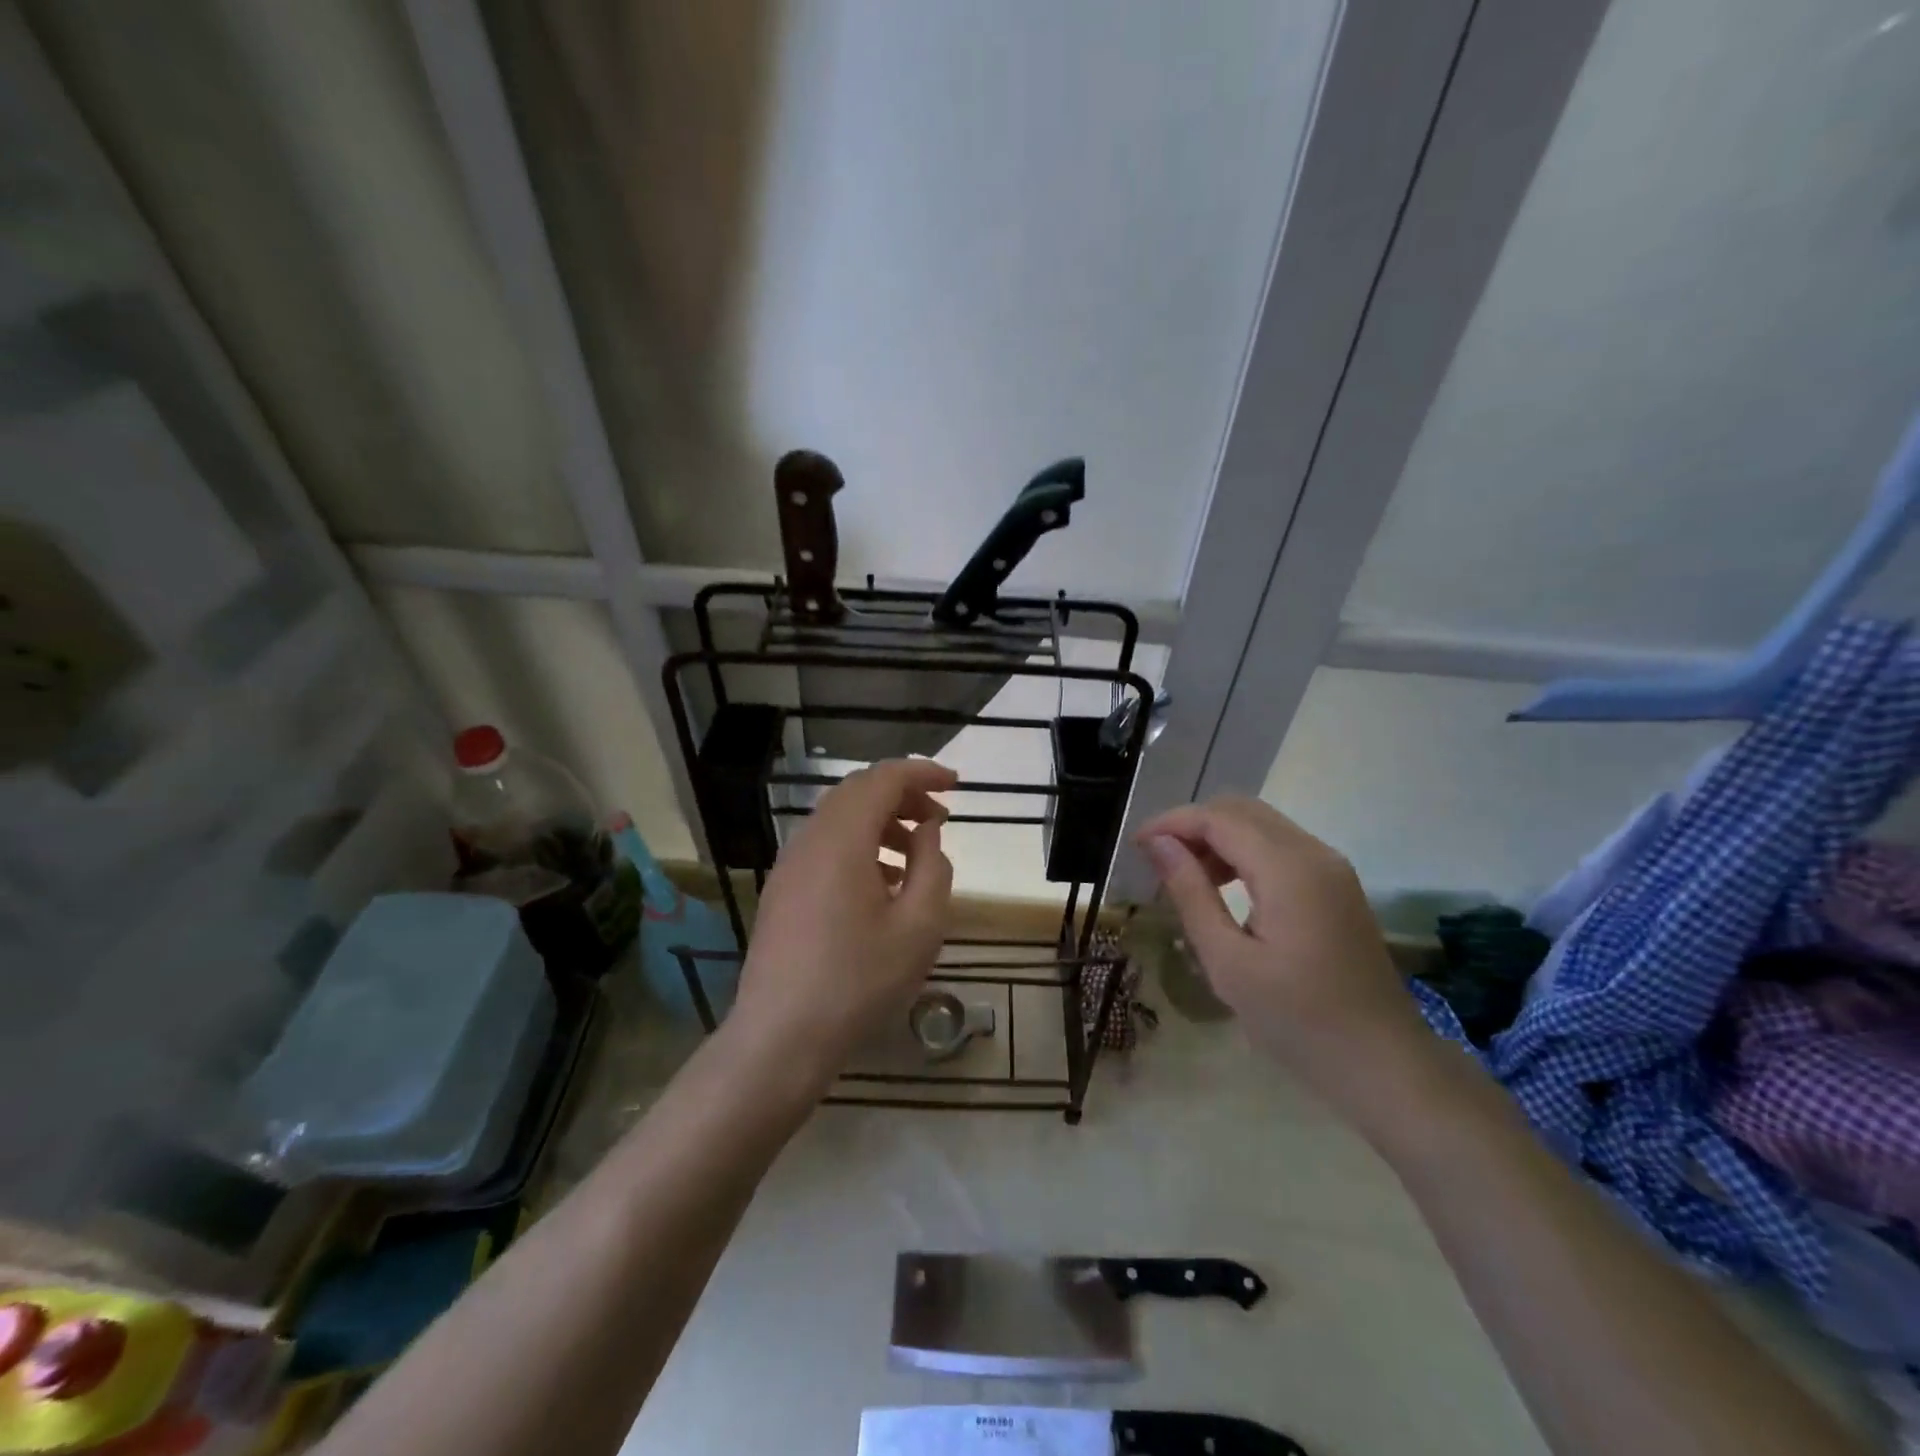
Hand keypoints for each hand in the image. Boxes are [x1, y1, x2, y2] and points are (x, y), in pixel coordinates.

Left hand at [730, 759, 955, 1088]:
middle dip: (902, 794)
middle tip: (939, 818)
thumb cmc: (859, 981)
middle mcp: (809, 840)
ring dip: (880, 821)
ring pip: (839, 819)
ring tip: (916, 851)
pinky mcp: (782, 890)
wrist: (781, 1037)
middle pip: (857, 792)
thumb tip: (927, 830)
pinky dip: (858, 845)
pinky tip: (882, 883)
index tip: (956, 784)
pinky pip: (824, 846)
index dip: (922, 772)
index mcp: (842, 839)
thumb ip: (933, 866)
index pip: (883, 779)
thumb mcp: (919, 926)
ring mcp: (789, 865)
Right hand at [1137, 797, 1432, 1109]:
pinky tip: (1223, 888)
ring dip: (1217, 837)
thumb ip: (1191, 894)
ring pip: (1261, 825)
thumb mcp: (1228, 961)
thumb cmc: (1297, 1020)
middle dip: (1193, 825)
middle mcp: (1314, 853)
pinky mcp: (1336, 886)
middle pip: (1241, 810)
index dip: (1172, 823)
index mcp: (1288, 869)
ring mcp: (1331, 868)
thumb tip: (1158, 844)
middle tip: (1157, 860)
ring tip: (1184, 877)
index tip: (1136, 847)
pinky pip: (1280, 847)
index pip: (1219, 818)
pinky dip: (1243, 853)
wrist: (1383, 1064)